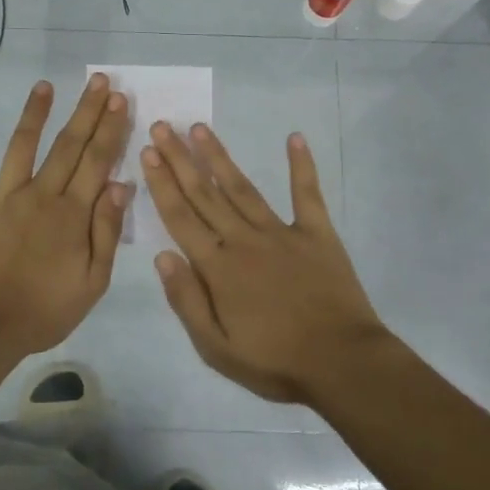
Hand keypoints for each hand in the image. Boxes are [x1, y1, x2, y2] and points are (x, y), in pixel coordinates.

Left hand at [0, 73, 133, 359]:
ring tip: (44, 85)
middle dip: (85, 111)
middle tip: (98, 81)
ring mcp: (1, 198)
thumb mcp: (93, 281)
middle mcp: (40, 194)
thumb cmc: (45, 311)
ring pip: (20, 147)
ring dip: (33, 114)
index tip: (119, 99)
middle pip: (67, 145)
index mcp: (72, 213)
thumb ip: (107, 231)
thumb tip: (121, 185)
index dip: (110, 128)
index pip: (97, 161)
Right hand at [142, 123, 385, 404]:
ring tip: (200, 128)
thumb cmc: (275, 362)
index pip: (181, 217)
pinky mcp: (317, 234)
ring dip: (219, 157)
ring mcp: (282, 233)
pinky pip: (307, 194)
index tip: (147, 152)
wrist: (342, 364)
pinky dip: (302, 166)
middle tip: (162, 126)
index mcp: (219, 267)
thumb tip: (162, 256)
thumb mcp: (216, 348)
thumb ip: (186, 300)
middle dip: (180, 159)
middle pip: (205, 194)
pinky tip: (294, 138)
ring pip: (242, 188)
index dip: (162, 184)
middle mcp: (244, 240)